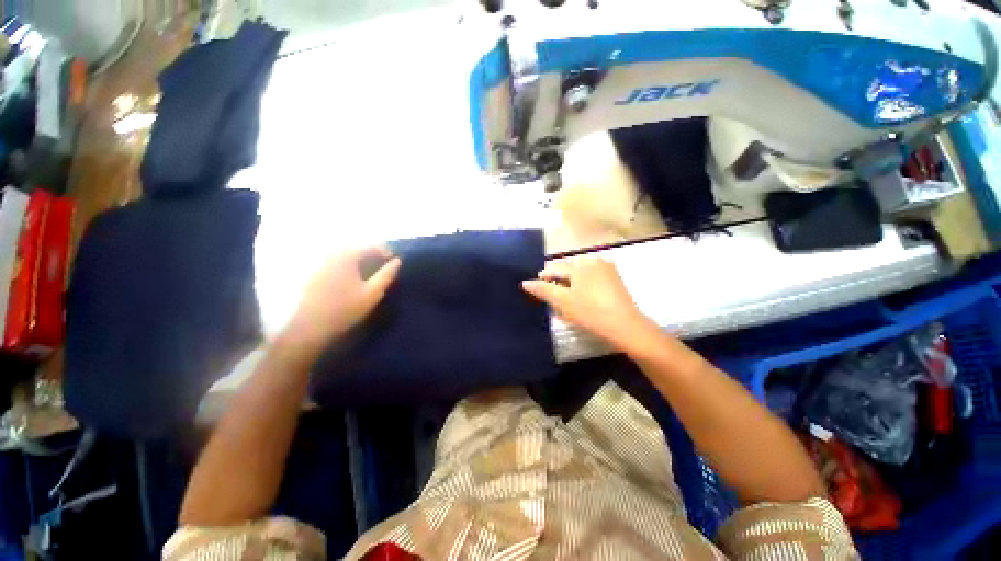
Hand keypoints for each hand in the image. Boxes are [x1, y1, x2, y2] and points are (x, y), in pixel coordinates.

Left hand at [281, 247, 400, 353]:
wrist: (310, 328)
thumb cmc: (345, 309)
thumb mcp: (373, 293)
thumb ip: (387, 275)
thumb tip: (397, 261)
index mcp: (347, 257)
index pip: (371, 246)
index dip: (386, 251)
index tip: (395, 262)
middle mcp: (332, 255)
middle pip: (357, 249)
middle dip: (373, 255)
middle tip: (384, 267)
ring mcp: (321, 264)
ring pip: (346, 256)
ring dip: (361, 261)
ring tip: (371, 273)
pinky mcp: (315, 274)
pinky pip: (337, 263)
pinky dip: (349, 267)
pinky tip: (354, 280)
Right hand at [522, 257, 654, 349]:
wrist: (625, 326)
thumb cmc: (590, 313)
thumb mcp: (563, 302)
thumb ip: (543, 290)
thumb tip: (525, 282)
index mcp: (579, 265)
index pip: (555, 268)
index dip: (544, 278)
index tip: (538, 289)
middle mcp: (593, 261)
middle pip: (568, 269)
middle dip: (559, 281)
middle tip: (554, 297)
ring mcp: (606, 268)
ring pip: (580, 273)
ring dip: (571, 282)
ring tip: (568, 298)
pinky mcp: (615, 277)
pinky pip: (592, 276)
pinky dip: (584, 284)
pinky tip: (584, 297)